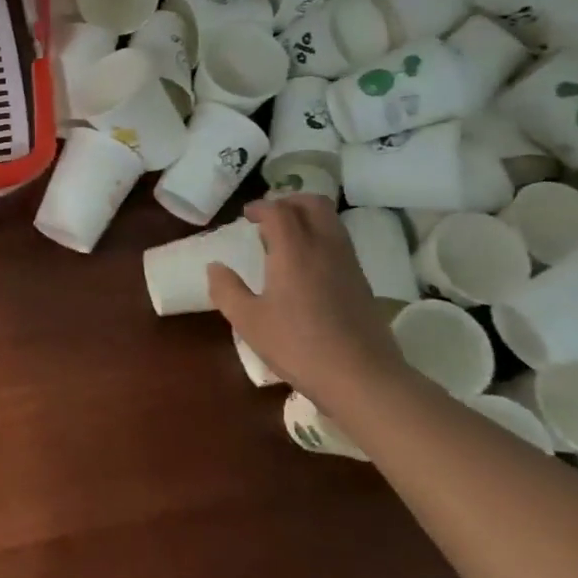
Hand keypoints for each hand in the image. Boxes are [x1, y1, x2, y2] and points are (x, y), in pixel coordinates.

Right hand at [207, 196, 408, 395]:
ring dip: (307, 218)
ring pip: (331, 221)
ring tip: (285, 241)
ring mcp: (348, 263)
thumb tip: (215, 267)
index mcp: (294, 250)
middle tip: (269, 217)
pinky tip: (306, 266)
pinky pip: (339, 242)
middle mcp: (324, 246)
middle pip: (313, 204)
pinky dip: (320, 237)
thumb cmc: (298, 346)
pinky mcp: (362, 281)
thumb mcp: (249, 322)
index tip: (246, 216)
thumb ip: (227, 290)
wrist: (361, 376)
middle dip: (289, 201)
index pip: (279, 210)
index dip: (261, 207)